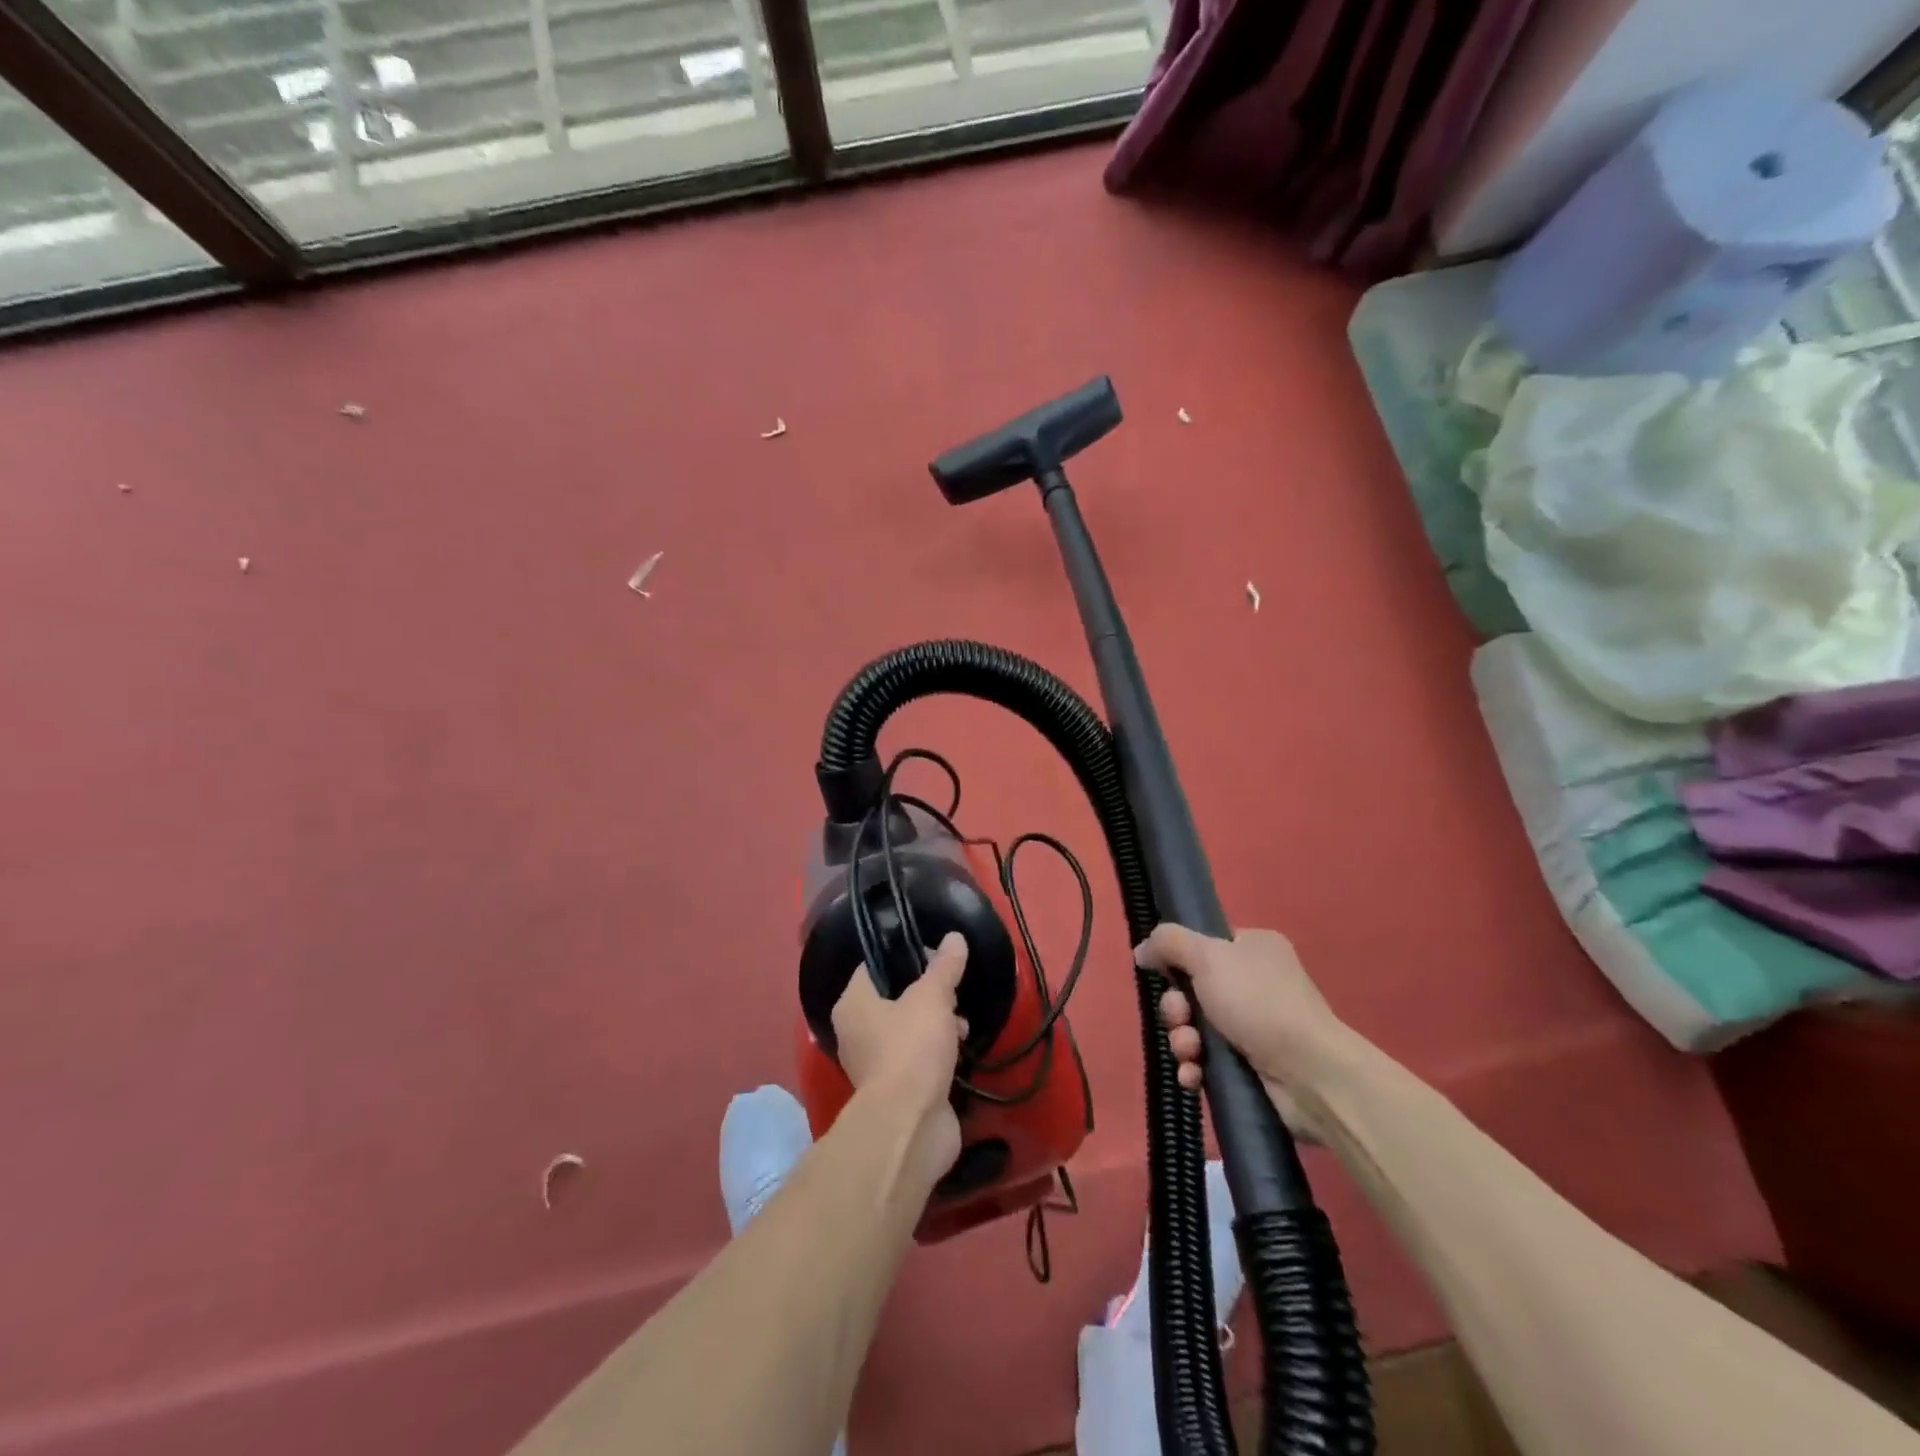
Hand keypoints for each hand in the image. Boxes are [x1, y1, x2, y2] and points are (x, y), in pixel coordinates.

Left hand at [832, 931, 969, 1180]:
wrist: (911, 1126)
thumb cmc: (912, 1049)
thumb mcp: (933, 998)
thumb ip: (944, 967)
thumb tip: (955, 937)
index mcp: (853, 1004)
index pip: (874, 966)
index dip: (904, 955)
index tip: (935, 954)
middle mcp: (856, 1032)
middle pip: (895, 997)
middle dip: (928, 994)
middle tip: (954, 991)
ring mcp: (875, 1063)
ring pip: (909, 1028)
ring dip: (938, 1024)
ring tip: (963, 1025)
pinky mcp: (897, 1089)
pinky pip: (918, 1057)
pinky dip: (938, 1052)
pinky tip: (961, 1049)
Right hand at [1136, 924, 1349, 1135]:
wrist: (1309, 1074)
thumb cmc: (1258, 1002)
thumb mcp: (1207, 956)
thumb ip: (1168, 943)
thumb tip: (1143, 950)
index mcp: (1253, 947)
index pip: (1204, 945)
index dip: (1178, 961)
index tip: (1164, 974)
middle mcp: (1256, 982)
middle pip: (1192, 989)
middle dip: (1176, 1008)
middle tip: (1180, 1018)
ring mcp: (1255, 1026)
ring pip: (1196, 1027)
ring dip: (1182, 1040)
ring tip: (1191, 1053)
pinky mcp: (1252, 1065)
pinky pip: (1208, 1060)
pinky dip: (1195, 1067)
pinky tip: (1194, 1076)